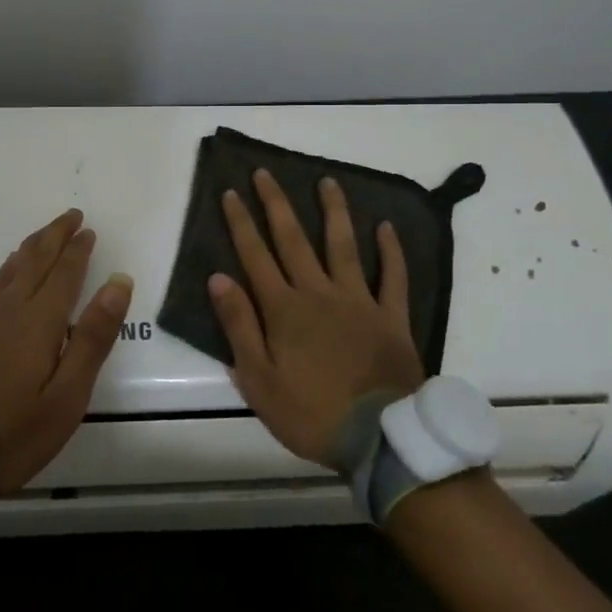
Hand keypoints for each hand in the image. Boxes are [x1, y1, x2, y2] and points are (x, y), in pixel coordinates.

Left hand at [0, 208, 133, 494]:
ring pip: (12, 270)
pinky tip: (9, 274)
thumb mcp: (66, 395)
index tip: (88, 230)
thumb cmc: (12, 432)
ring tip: (44, 235)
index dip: (77, 250)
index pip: (64, 274)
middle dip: (55, 236)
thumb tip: (118, 281)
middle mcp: (9, 310)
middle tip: (71, 216)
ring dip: (32, 248)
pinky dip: (10, 269)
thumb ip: (93, 337)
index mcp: (39, 321)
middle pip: (35, 261)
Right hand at [207, 171, 424, 466]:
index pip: (255, 256)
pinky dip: (390, 250)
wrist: (379, 438)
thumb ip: (239, 325)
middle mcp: (318, 293)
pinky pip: (393, 276)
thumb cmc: (310, 413)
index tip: (230, 192)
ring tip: (327, 181)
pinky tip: (386, 226)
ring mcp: (358, 301)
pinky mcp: (391, 316)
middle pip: (294, 240)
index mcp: (284, 309)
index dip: (241, 223)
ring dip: (333, 211)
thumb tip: (219, 277)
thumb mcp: (259, 379)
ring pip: (343, 246)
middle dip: (276, 204)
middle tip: (265, 173)